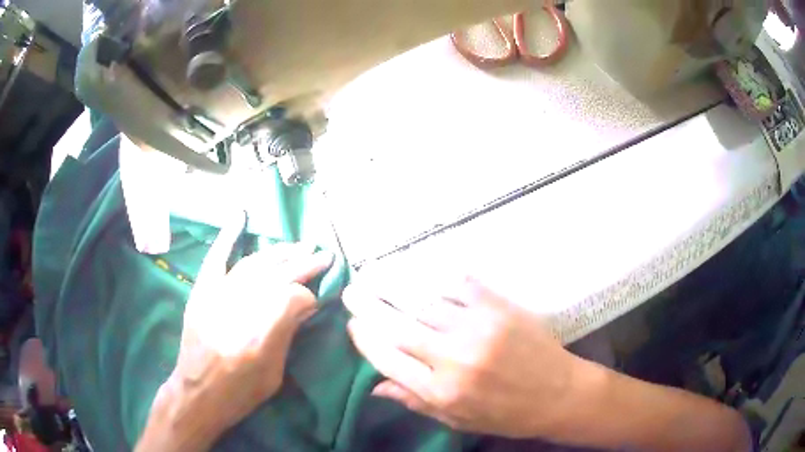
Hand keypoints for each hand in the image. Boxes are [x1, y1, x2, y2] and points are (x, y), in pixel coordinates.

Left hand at [142, 215, 332, 449]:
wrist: (197, 392)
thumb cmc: (240, 391)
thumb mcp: (275, 375)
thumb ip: (287, 335)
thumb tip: (304, 304)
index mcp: (260, 334)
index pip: (294, 298)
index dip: (309, 296)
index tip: (316, 300)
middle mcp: (240, 307)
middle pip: (278, 275)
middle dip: (304, 264)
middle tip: (323, 255)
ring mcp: (218, 294)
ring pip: (254, 263)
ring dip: (279, 252)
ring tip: (299, 246)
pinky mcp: (203, 290)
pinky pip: (216, 257)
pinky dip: (227, 236)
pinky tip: (240, 216)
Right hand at [343, 276, 585, 438]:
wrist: (559, 394)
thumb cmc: (507, 414)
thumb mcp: (458, 420)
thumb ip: (416, 401)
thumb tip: (375, 386)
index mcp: (441, 391)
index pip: (388, 358)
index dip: (365, 339)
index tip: (352, 325)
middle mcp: (453, 358)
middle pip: (398, 325)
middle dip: (368, 306)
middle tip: (351, 291)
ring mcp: (477, 329)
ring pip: (424, 301)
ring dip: (394, 287)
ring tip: (375, 275)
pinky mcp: (499, 308)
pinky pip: (459, 285)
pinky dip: (435, 275)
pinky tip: (420, 269)